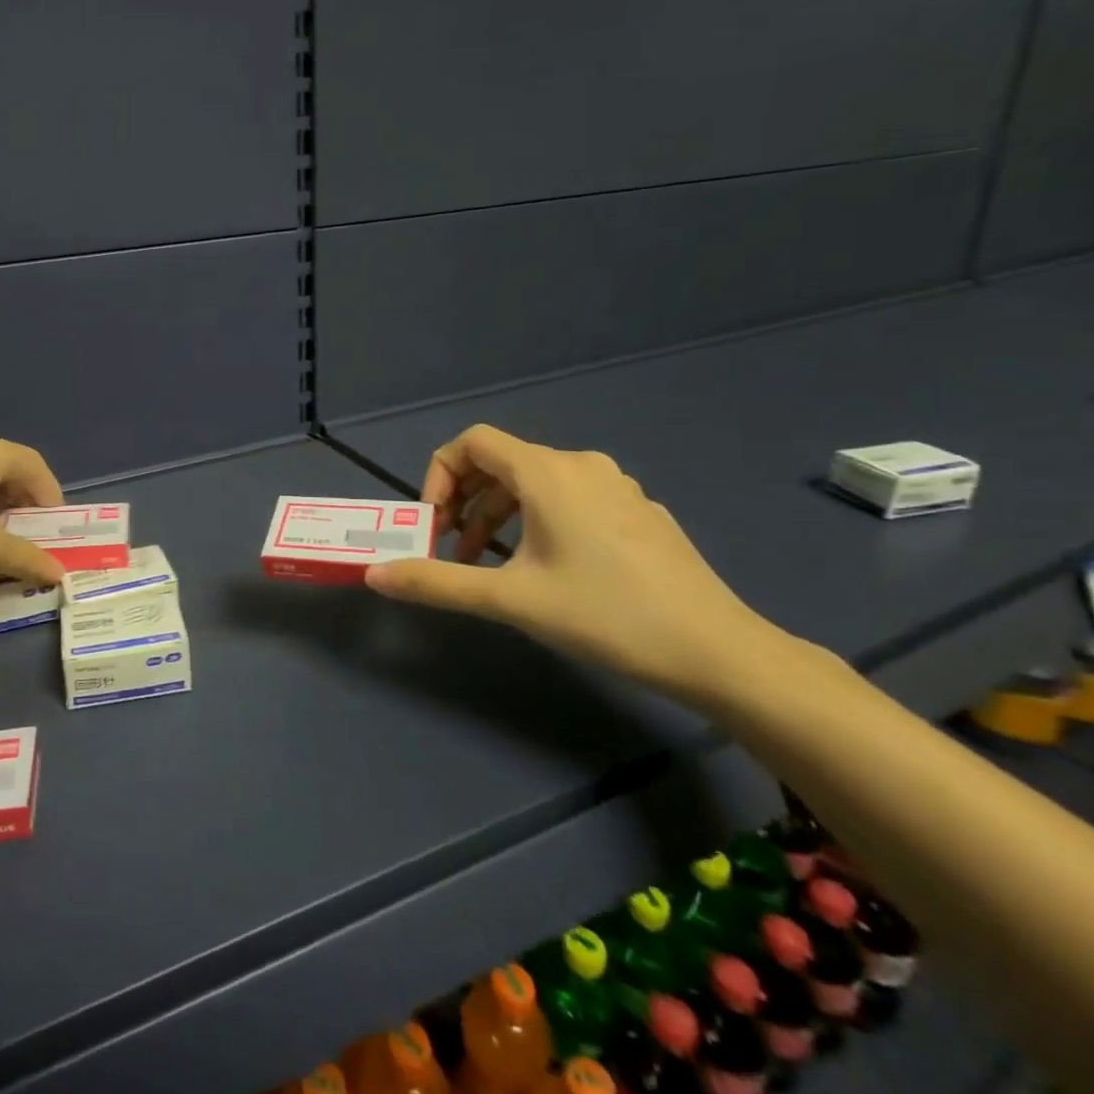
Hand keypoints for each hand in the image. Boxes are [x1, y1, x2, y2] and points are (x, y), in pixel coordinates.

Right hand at [364, 424, 784, 701]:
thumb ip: (437, 582)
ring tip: (488, 565)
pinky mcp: (638, 512)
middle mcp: (581, 465)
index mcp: (547, 472)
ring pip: (535, 483)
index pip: (472, 442)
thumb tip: (374, 574)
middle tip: (450, 549)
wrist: (718, 651)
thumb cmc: (605, 614)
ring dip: (497, 515)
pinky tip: (546, 570)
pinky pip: (570, 498)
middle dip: (464, 501)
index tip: (432, 524)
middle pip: (501, 462)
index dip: (439, 475)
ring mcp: (616, 487)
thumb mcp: (510, 599)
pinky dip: (537, 520)